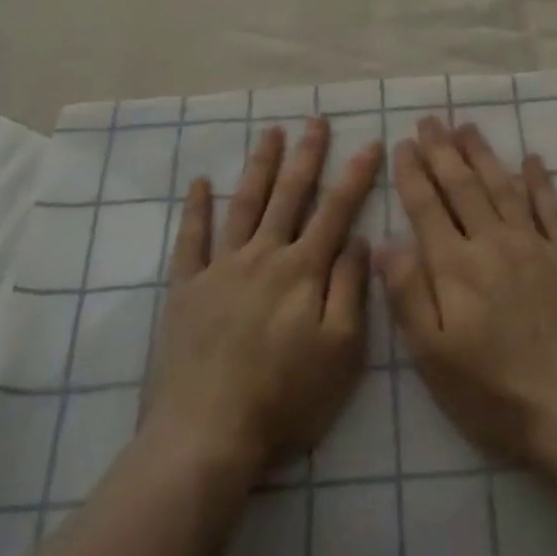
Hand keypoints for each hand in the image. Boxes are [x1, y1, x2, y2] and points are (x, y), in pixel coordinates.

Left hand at [144, 118, 383, 475]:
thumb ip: (350, 289)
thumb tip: (356, 239)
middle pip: (289, 196)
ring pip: (244, 205)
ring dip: (260, 167)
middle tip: (315, 121)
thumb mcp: (341, 350)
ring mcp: (220, 269)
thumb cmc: (285, 398)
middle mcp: (262, 256)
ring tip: (271, 134)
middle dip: (306, 156)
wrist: (207, 433)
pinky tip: (200, 183)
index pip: (336, 211)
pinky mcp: (186, 289)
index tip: (370, 142)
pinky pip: (191, 239)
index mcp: (303, 270)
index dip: (355, 176)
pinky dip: (196, 209)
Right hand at [381, 117, 556, 467]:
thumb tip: (387, 243)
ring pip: (504, 187)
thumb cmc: (493, 391)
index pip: (427, 208)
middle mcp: (494, 243)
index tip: (403, 145)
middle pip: (463, 186)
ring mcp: (536, 246)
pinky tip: (532, 160)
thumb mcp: (433, 355)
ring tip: (467, 127)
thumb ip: (408, 294)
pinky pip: (552, 207)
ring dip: (484, 154)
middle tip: (430, 120)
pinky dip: (540, 181)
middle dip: (443, 151)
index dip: (413, 174)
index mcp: (455, 267)